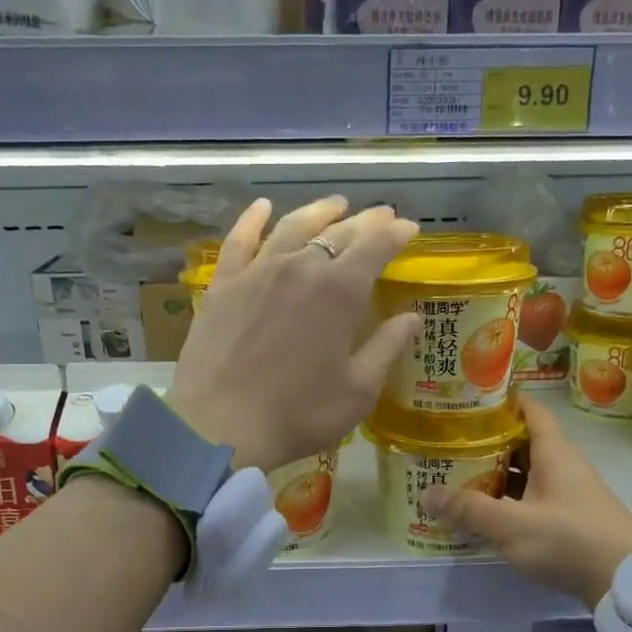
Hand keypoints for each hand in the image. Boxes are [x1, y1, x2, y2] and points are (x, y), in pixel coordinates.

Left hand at [168, 196, 419, 472]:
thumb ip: (386, 348)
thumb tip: (412, 318)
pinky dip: (252, 219)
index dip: (396, 233)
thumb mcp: (357, 390)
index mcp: (340, 291)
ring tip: (335, 205)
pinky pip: (239, 240)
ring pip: (292, 226)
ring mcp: (258, 271)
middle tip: (381, 216)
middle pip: (338, 231)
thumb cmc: (298, 414)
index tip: (409, 228)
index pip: (376, 246)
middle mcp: (301, 267)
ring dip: (318, 211)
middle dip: (365, 221)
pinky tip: (262, 207)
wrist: (220, 426)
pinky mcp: (223, 284)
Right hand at [422, 397, 631, 607]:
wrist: (627, 584)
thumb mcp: (511, 525)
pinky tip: (486, 511)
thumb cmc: (570, 541)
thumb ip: (468, 509)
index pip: (531, 411)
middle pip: (524, 442)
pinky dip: (509, 499)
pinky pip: (533, 498)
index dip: (504, 401)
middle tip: (450, 441)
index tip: (470, 399)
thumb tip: (426, 492)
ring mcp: (569, 494)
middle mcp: (564, 466)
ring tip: (458, 474)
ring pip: (528, 473)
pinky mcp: (571, 519)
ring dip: (497, 473)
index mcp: (554, 453)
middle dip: (489, 441)